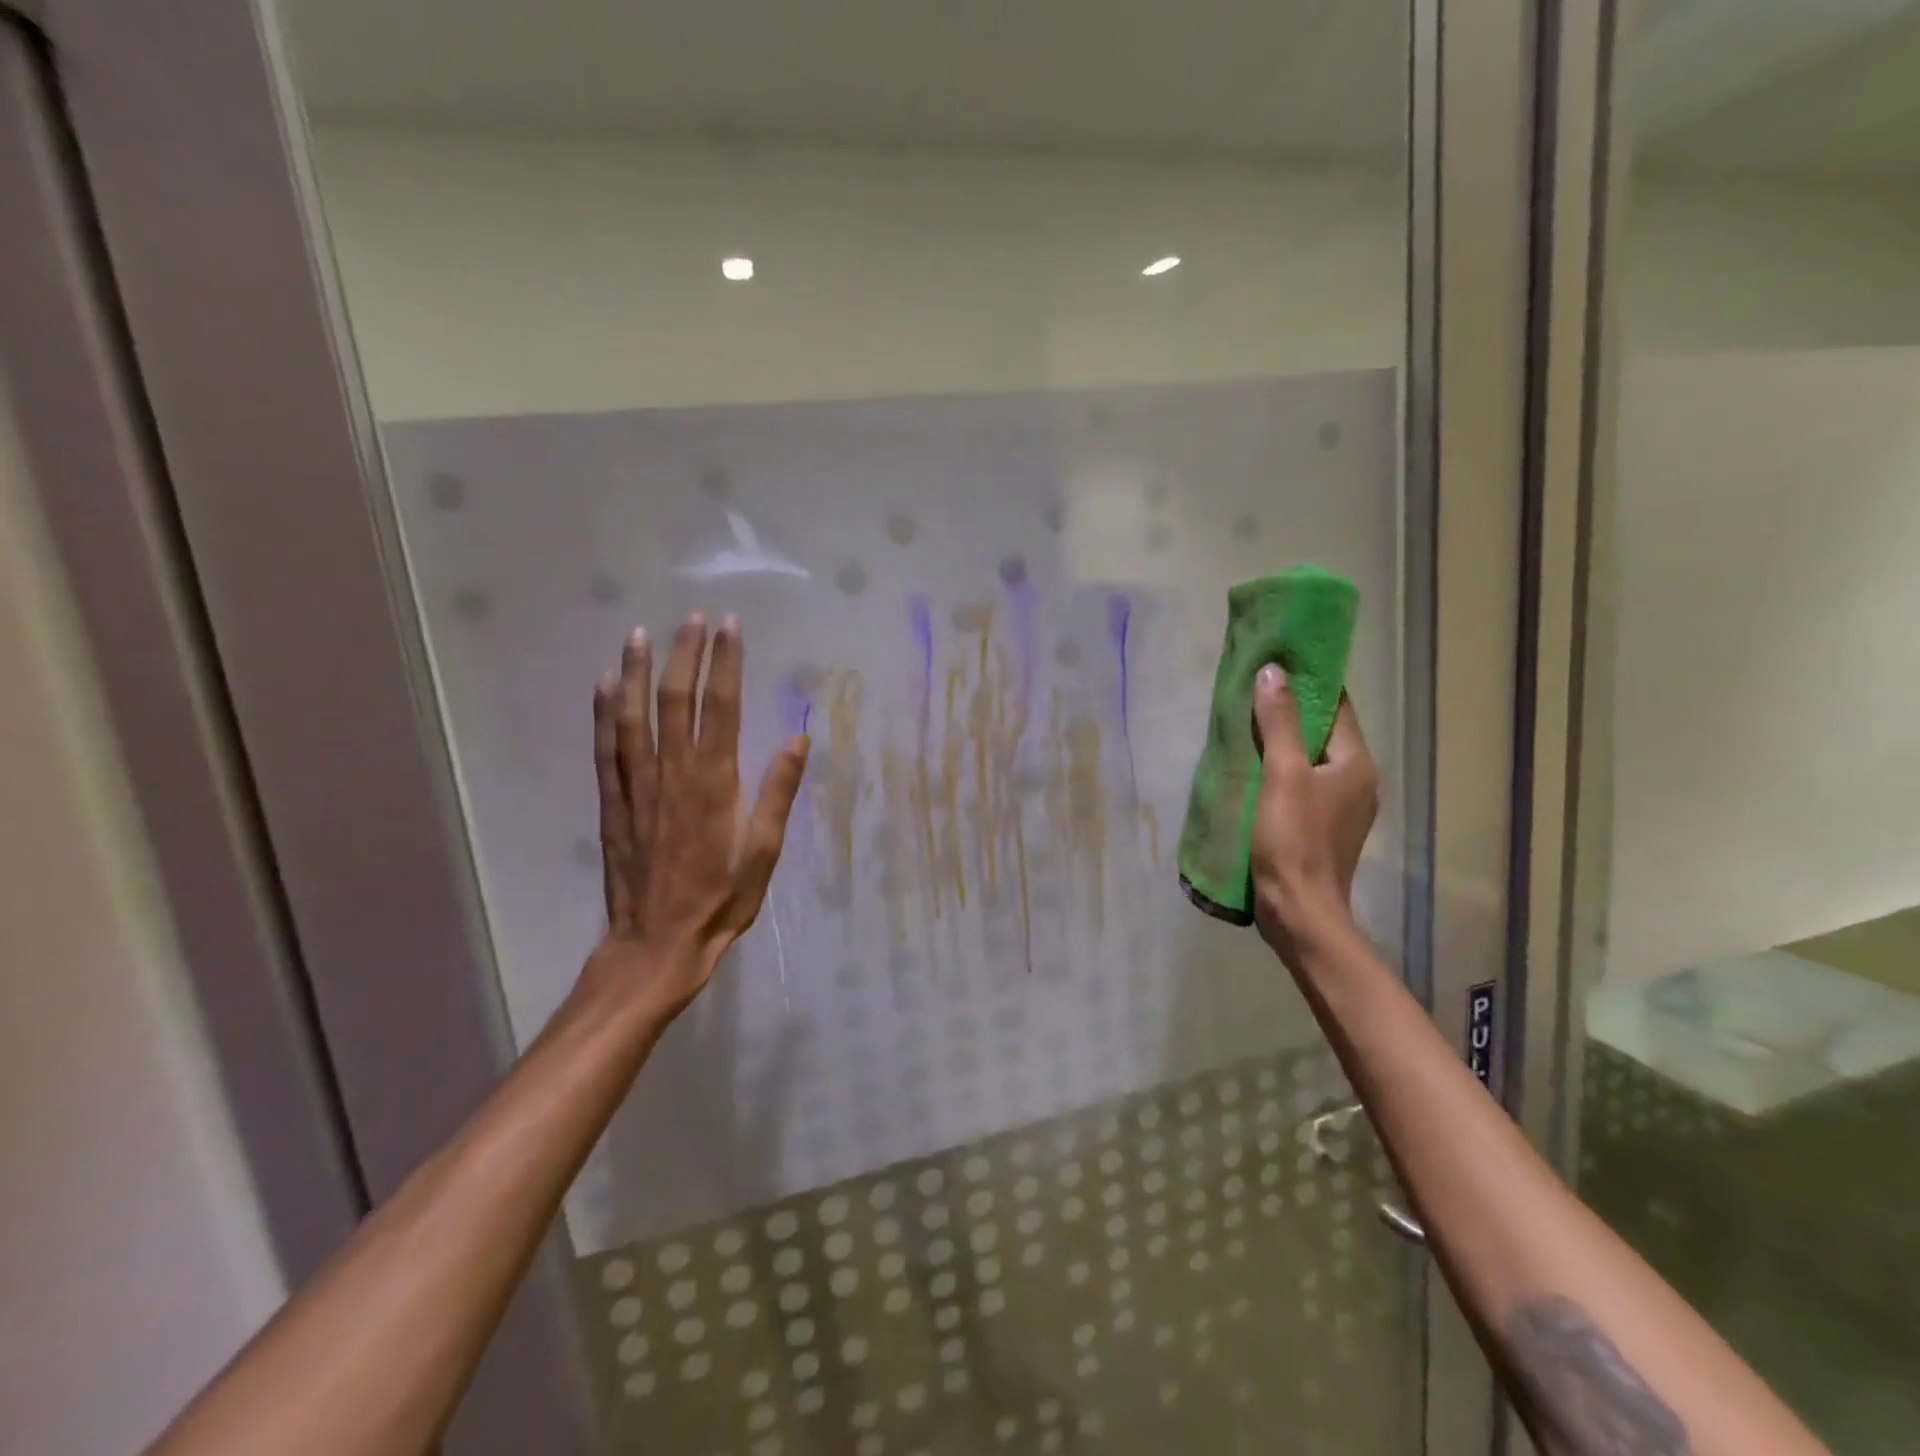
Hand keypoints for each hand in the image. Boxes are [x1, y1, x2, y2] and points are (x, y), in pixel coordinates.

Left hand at [585, 614, 809, 1016]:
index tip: (730, 627)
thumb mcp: (764, 854)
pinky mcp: (613, 804)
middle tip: (692, 618)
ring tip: (641, 635)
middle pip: (677, 701)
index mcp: (715, 784)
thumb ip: (777, 793)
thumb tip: (797, 738)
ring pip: (635, 717)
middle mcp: (672, 775)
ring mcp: (636, 787)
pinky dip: (604, 714)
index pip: (721, 708)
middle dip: (686, 655)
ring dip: (638, 672)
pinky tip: (604, 686)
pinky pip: (606, 749)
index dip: (725, 664)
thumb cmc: (720, 902)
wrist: (656, 945)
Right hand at [1249, 665, 1378, 968]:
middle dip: (1291, 711)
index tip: (1276, 664)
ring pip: (1310, 759)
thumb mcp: (1282, 775)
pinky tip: (1253, 770)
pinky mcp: (1322, 827)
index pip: (1337, 707)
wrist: (1298, 911)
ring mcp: (1341, 806)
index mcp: (1356, 763)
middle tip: (1252, 693)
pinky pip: (1302, 783)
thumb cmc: (1293, 840)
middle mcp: (1357, 780)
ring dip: (1283, 742)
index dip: (1309, 683)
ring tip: (1246, 726)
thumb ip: (1280, 722)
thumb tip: (1273, 672)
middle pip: (1323, 733)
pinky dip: (1281, 770)